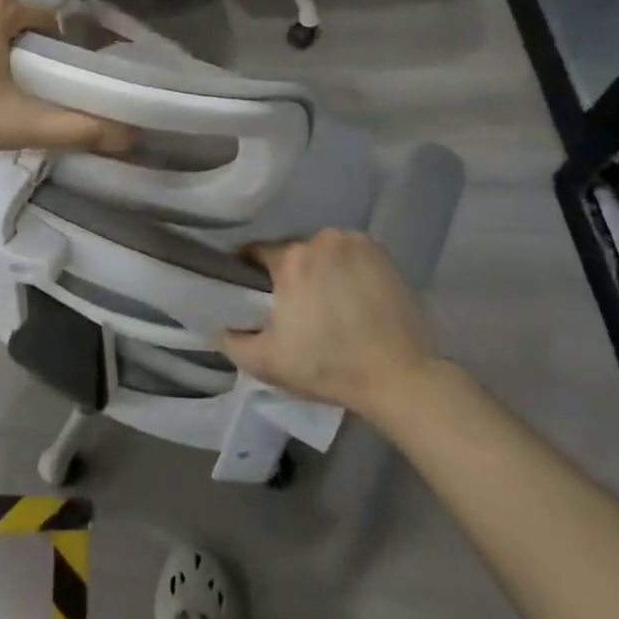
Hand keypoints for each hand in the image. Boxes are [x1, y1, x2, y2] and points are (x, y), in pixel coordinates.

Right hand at [221, 229, 438, 414]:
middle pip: (292, 252)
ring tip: (328, 305)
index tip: (256, 298)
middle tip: (295, 308)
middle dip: (288, 275)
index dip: (251, 275)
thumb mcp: (266, 362)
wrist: (401, 379)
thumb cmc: (328, 367)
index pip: (256, 253)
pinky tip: (353, 299)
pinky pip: (351, 255)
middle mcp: (322, 240)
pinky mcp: (384, 254)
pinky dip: (347, 270)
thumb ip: (230, 340)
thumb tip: (217, 324)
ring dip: (319, 270)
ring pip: (322, 252)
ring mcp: (357, 243)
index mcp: (291, 258)